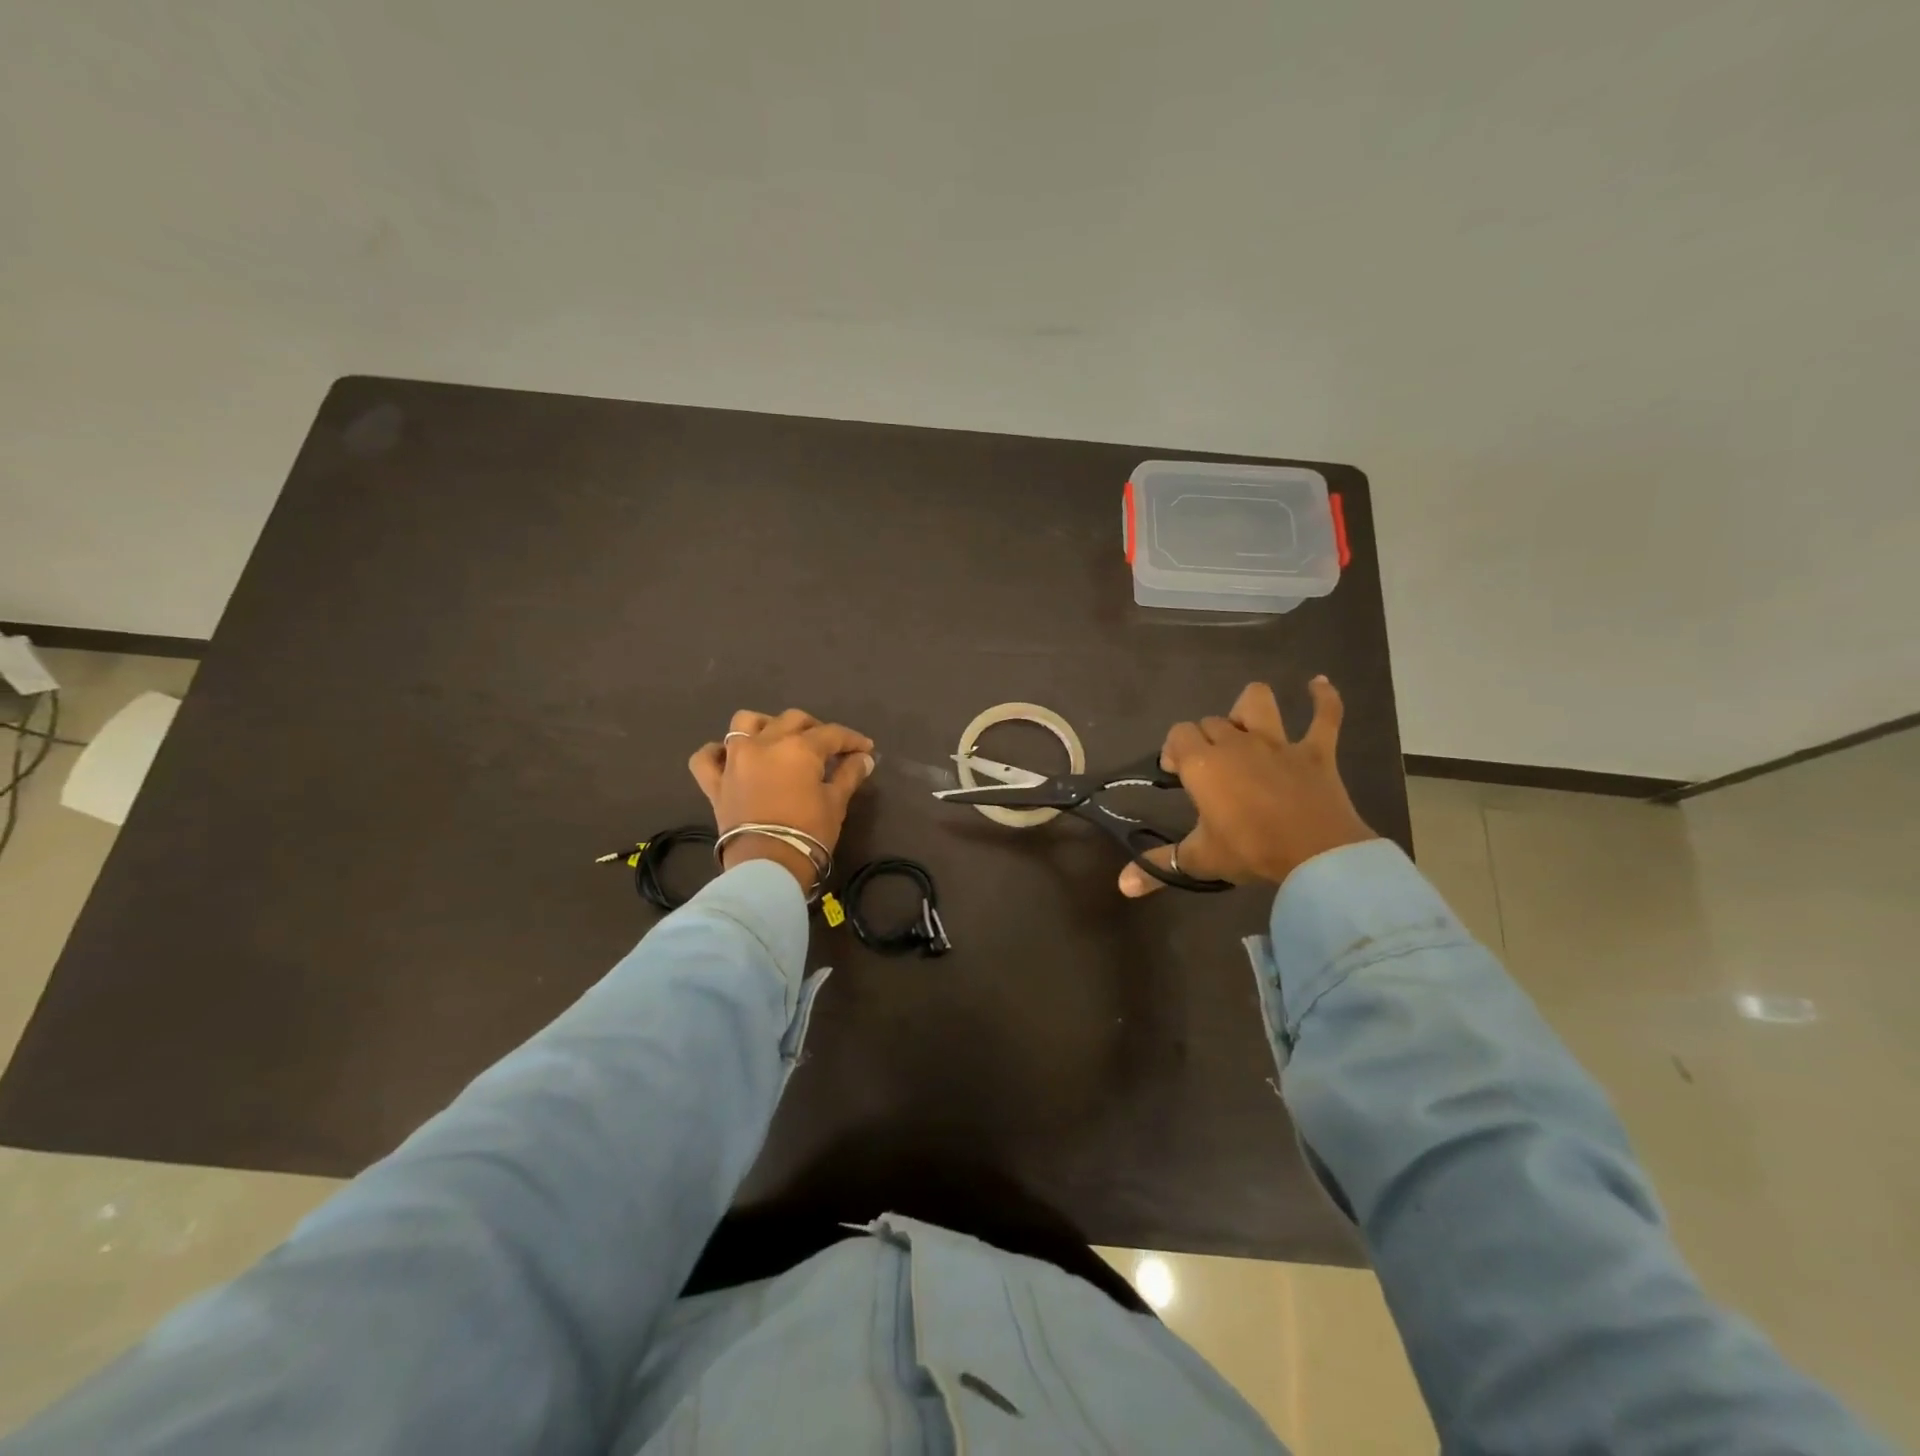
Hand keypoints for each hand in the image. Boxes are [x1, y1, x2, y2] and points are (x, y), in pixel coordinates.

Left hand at [689, 709, 875, 889]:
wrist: (768, 865)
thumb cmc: (809, 832)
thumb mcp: (836, 803)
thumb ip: (849, 775)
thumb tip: (864, 758)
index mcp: (799, 747)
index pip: (832, 734)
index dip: (852, 740)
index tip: (865, 749)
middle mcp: (765, 743)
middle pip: (792, 720)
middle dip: (814, 728)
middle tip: (828, 747)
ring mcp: (735, 760)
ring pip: (744, 723)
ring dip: (764, 725)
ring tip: (777, 739)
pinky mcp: (715, 782)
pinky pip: (705, 758)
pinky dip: (716, 753)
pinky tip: (729, 756)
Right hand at [1119, 678, 1376, 897]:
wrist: (1316, 855)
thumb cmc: (1250, 851)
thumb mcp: (1199, 860)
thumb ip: (1158, 866)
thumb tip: (1122, 886)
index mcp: (1204, 764)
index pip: (1178, 735)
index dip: (1174, 749)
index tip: (1177, 773)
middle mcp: (1236, 743)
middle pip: (1211, 722)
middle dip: (1205, 738)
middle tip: (1208, 768)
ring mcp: (1278, 743)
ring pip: (1258, 702)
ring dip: (1249, 708)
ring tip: (1246, 723)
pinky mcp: (1316, 752)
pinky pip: (1325, 716)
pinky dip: (1324, 699)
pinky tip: (1318, 685)